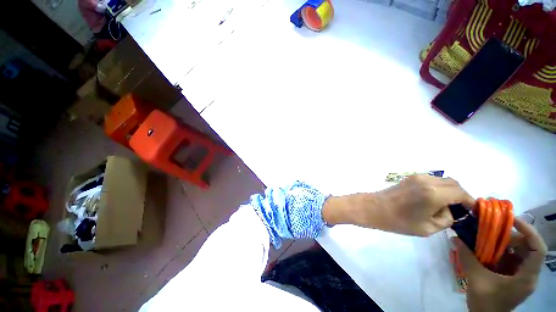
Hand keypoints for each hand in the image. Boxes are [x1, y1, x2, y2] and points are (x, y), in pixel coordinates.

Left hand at [322, 175, 474, 235]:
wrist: (373, 208)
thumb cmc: (399, 221)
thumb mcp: (428, 227)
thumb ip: (446, 218)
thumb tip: (450, 210)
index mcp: (434, 193)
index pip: (461, 193)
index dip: (470, 202)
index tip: (473, 211)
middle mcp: (427, 181)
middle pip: (454, 183)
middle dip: (461, 195)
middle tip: (460, 209)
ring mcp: (416, 177)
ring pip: (442, 180)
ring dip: (449, 190)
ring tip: (447, 205)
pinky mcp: (409, 177)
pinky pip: (431, 180)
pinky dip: (438, 187)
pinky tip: (433, 199)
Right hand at [454, 218, 547, 311]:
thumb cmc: (485, 301)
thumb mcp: (476, 278)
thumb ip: (467, 257)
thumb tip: (455, 237)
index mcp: (527, 276)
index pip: (537, 248)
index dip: (529, 231)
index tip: (511, 220)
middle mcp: (529, 274)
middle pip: (528, 248)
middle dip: (511, 237)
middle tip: (493, 231)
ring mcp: (522, 277)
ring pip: (519, 253)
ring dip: (505, 245)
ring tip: (488, 239)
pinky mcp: (514, 278)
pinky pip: (512, 260)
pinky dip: (501, 253)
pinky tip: (488, 252)